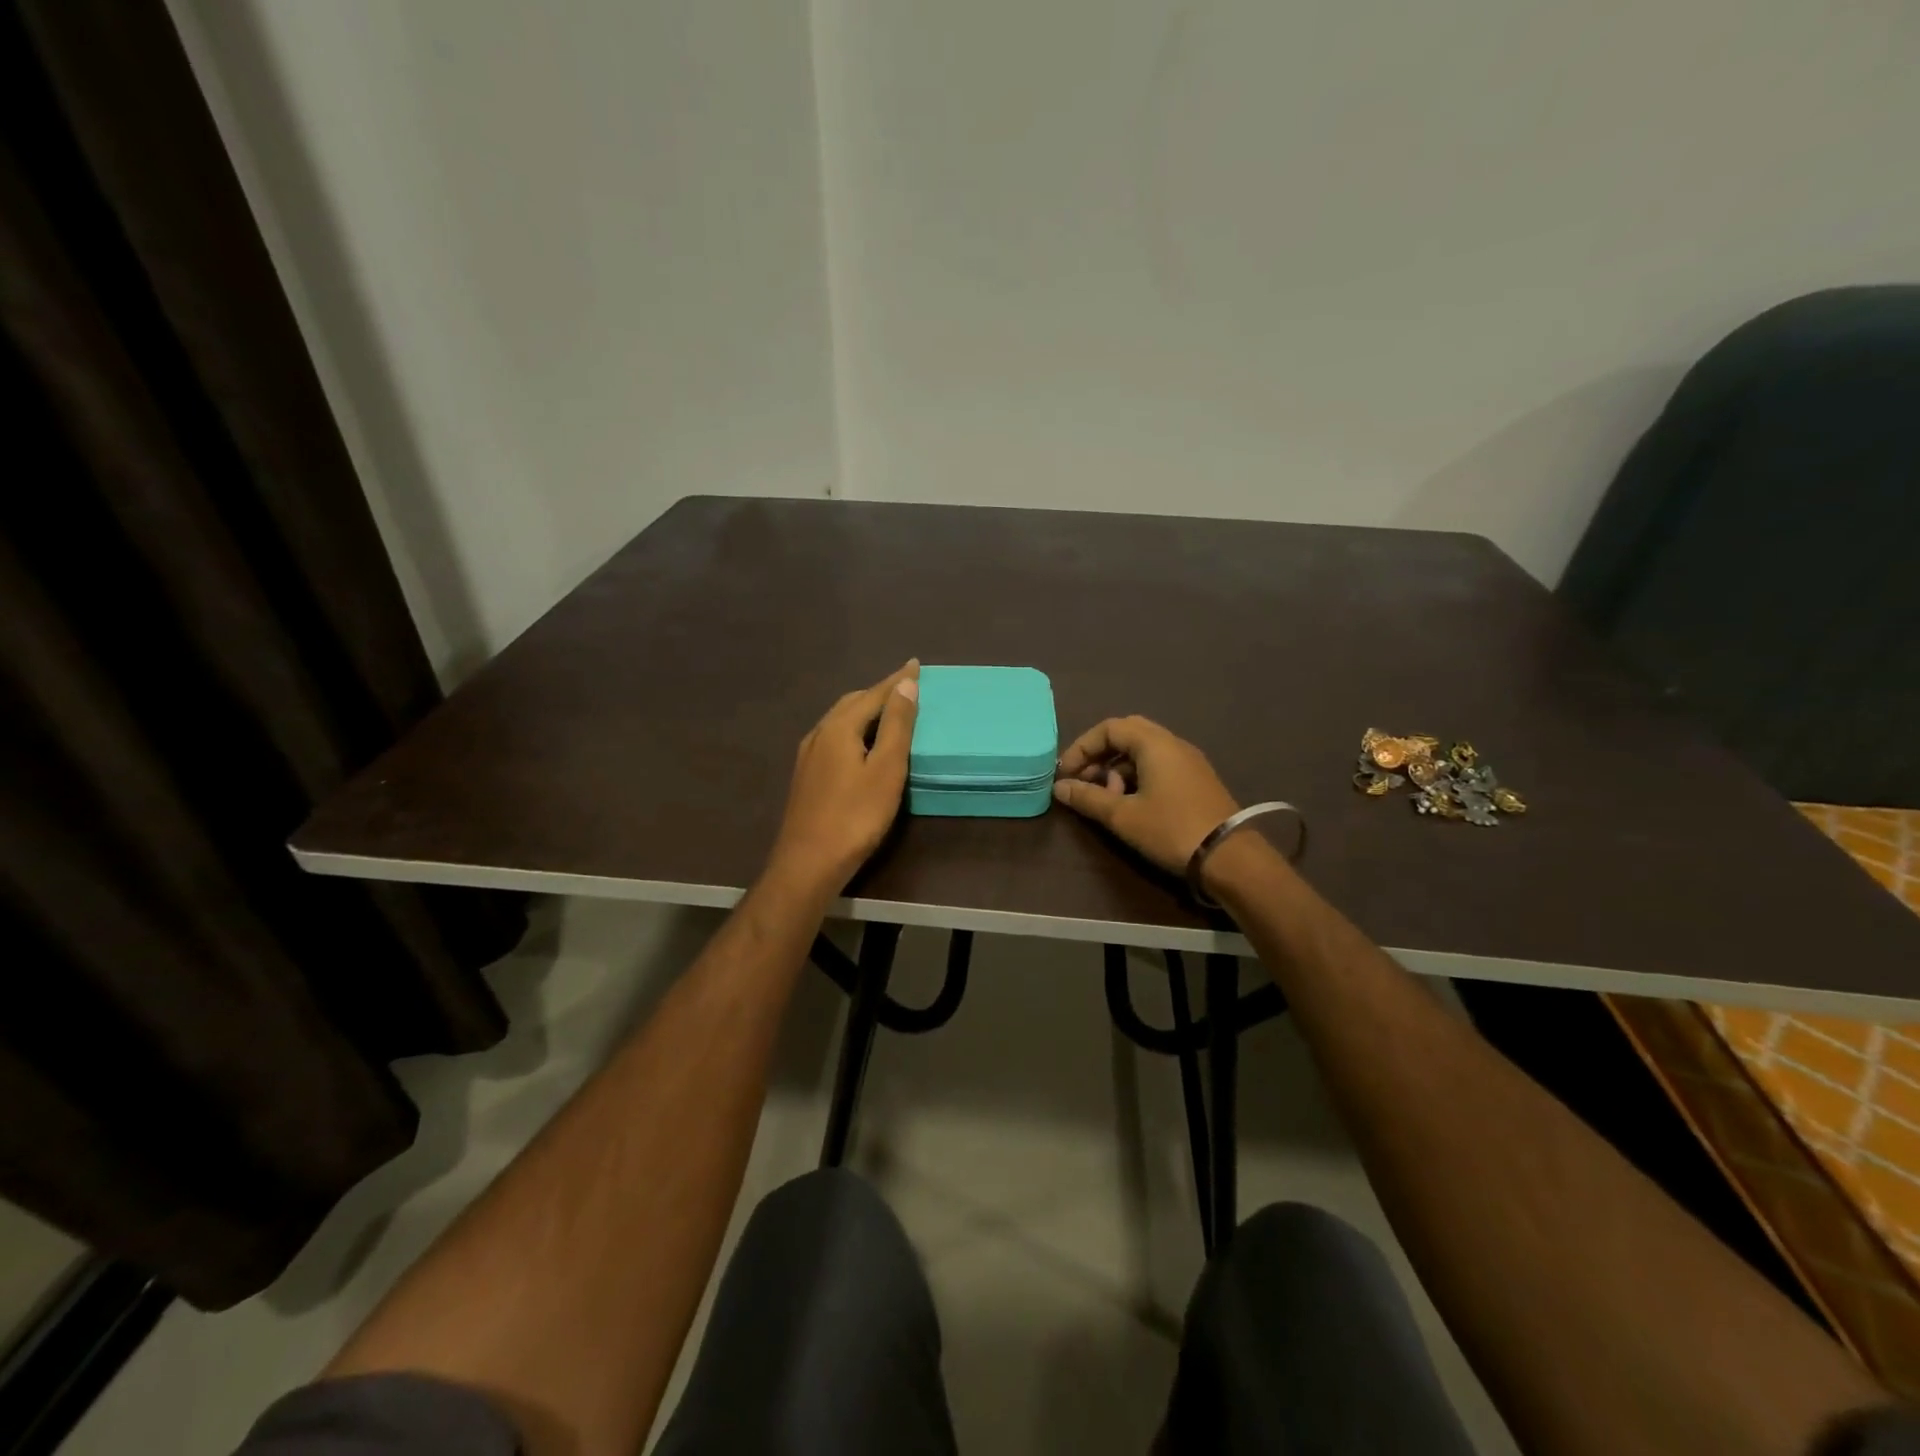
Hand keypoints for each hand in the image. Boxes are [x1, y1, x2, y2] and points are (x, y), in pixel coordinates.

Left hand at [766, 661, 919, 897]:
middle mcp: (819, 733)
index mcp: (839, 728)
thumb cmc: (855, 816)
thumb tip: (905, 683)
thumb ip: (896, 725)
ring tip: (887, 713)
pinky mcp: (806, 776)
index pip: (873, 694)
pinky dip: (853, 730)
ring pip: (840, 720)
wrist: (808, 863)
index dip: (896, 680)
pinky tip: (860, 745)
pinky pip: (833, 738)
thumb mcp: (886, 769)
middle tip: (904, 689)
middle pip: (852, 703)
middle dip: (878, 692)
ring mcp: (808, 756)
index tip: (915, 664)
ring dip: (864, 711)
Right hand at [1053, 716, 1239, 875]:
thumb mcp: (1122, 816)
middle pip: (1127, 734)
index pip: (1109, 728)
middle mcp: (1173, 743)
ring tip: (1107, 799)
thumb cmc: (1171, 830)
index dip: (1082, 747)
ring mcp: (1188, 761)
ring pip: (1143, 751)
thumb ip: (1087, 798)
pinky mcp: (1196, 780)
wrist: (1229, 858)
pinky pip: (1159, 765)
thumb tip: (1059, 787)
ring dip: (1117, 768)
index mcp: (1154, 743)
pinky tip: (1131, 804)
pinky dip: (1137, 776)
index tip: (1066, 774)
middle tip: (1085, 781)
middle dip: (1100, 755)